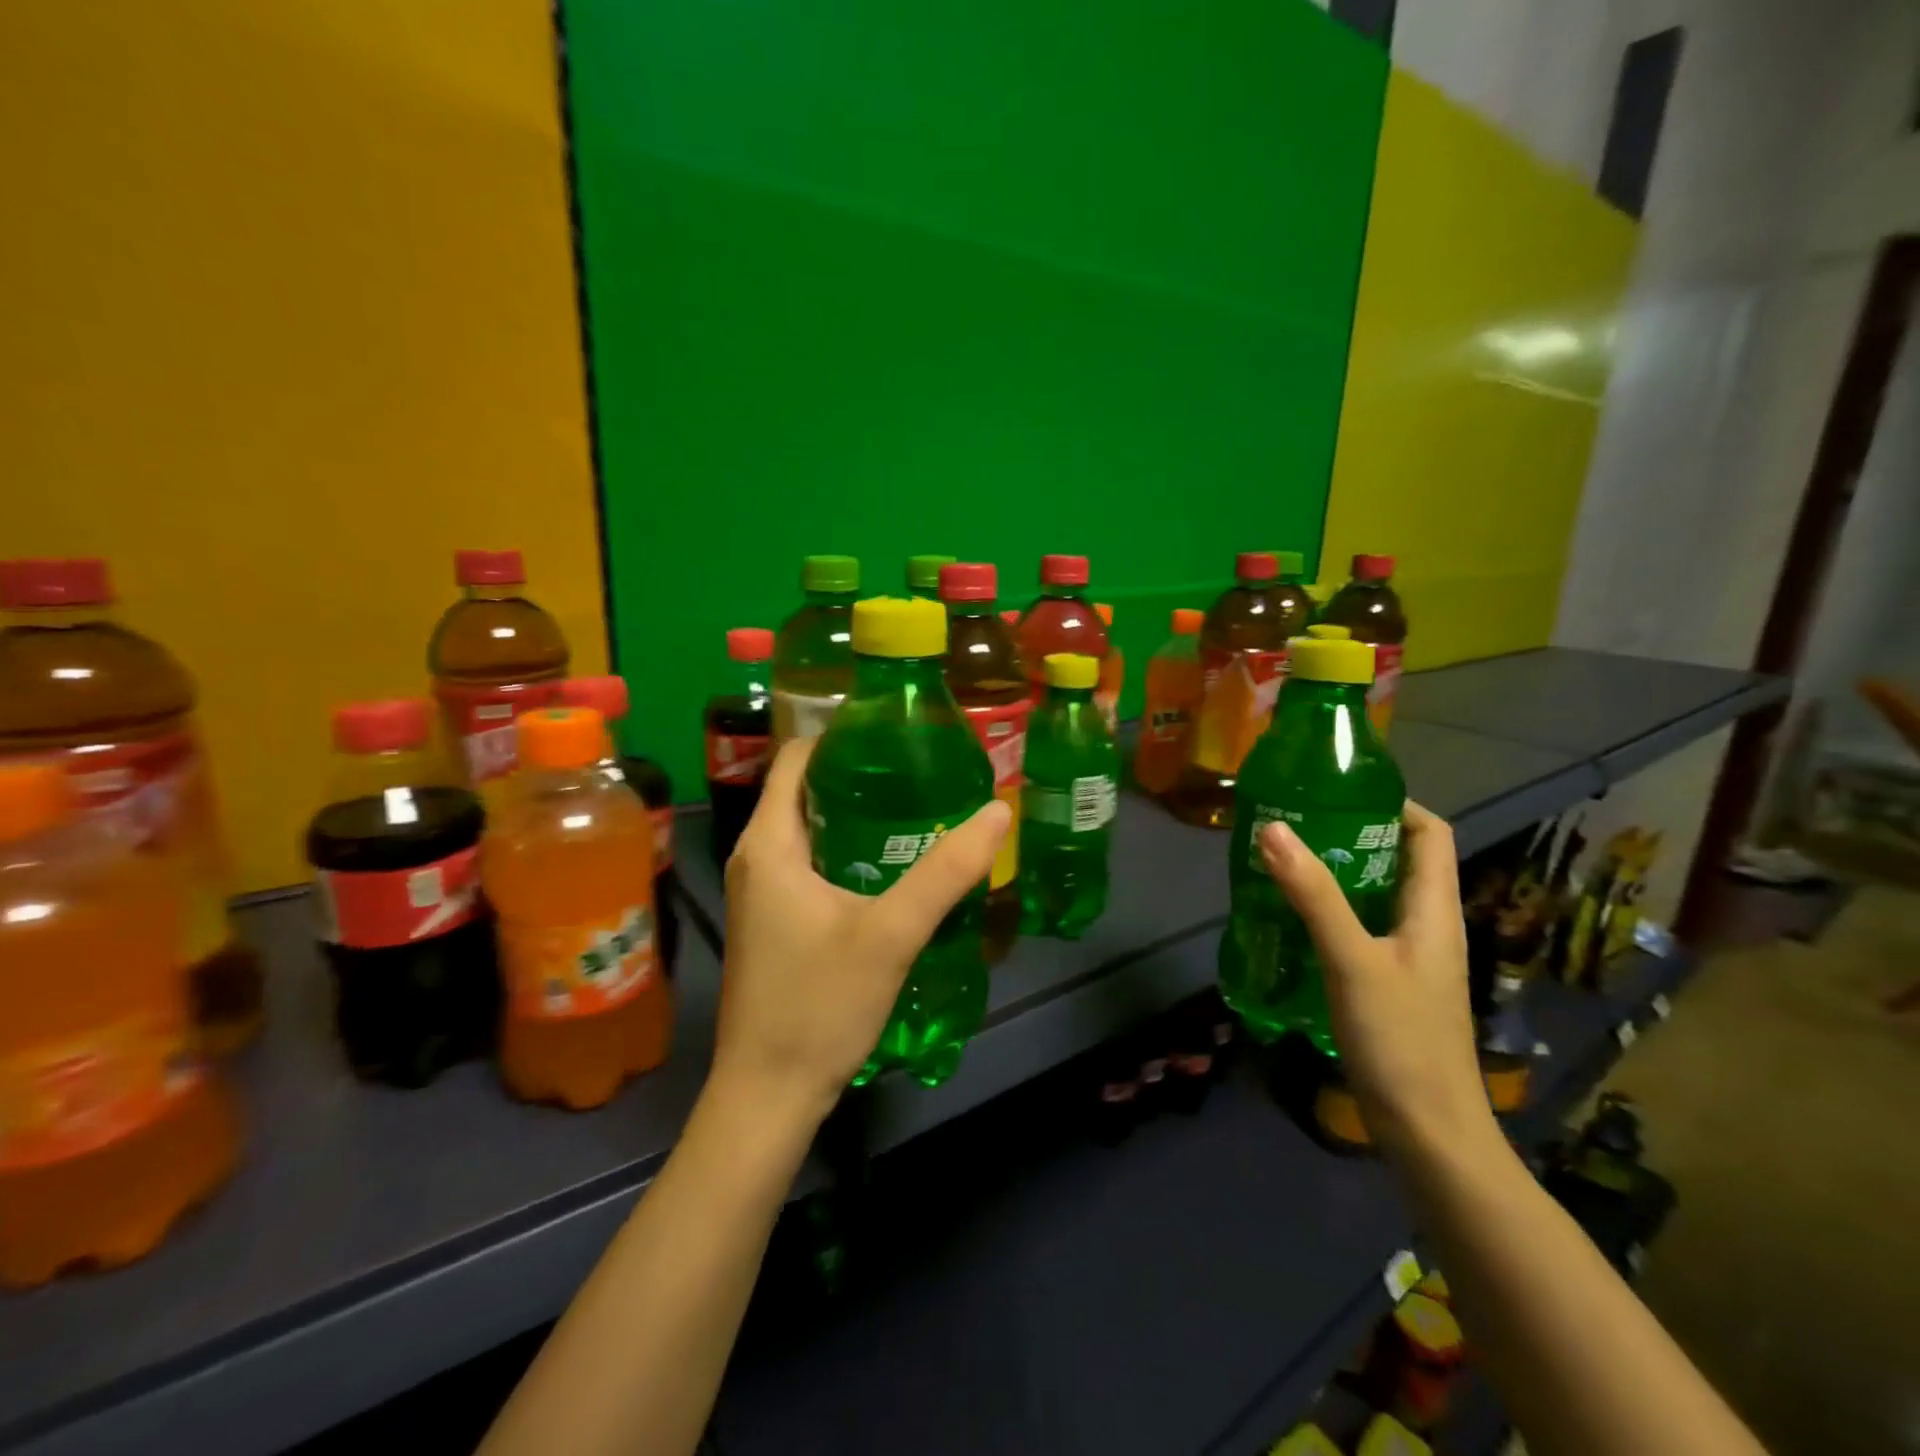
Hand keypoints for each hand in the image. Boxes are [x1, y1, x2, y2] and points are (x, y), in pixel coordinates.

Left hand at [711, 739, 1011, 1127]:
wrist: (768, 1094)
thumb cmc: (818, 1005)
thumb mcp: (890, 933)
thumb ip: (945, 872)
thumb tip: (998, 811)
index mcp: (768, 843)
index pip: (797, 758)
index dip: (841, 735)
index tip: (896, 732)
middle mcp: (756, 857)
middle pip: (806, 791)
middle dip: (860, 774)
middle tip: (921, 767)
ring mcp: (762, 892)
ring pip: (811, 830)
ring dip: (858, 815)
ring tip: (918, 806)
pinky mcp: (775, 921)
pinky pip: (812, 863)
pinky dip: (850, 850)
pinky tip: (894, 864)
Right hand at [1257, 801, 1496, 1159]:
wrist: (1428, 1132)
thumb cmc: (1400, 1039)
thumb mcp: (1351, 959)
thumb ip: (1313, 894)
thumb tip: (1273, 826)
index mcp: (1434, 910)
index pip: (1430, 834)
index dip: (1394, 804)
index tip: (1338, 792)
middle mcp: (1426, 926)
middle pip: (1397, 860)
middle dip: (1349, 835)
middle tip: (1293, 822)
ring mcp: (1408, 958)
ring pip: (1373, 895)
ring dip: (1334, 874)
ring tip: (1281, 860)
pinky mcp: (1387, 983)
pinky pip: (1359, 928)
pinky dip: (1328, 911)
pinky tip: (1288, 918)